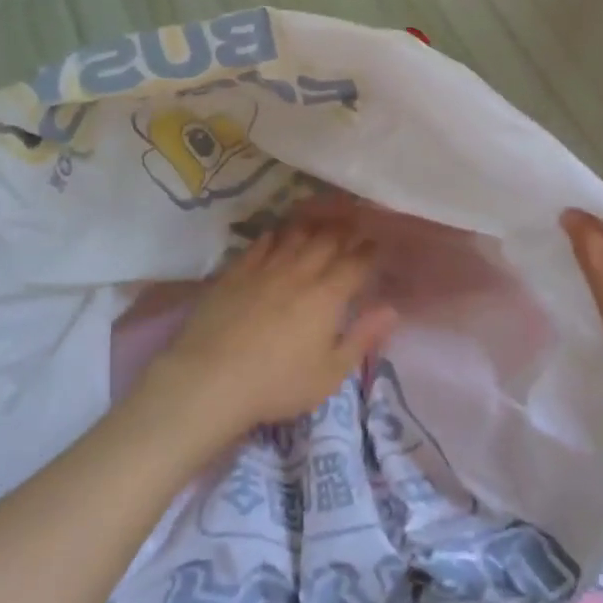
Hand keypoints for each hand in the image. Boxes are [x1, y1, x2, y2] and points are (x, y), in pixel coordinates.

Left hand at [149, 222, 398, 438]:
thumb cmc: (278, 384)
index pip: (355, 263)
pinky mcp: (235, 273)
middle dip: (344, 230)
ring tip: (321, 219)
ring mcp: (264, 269)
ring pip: (294, 236)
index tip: (375, 243)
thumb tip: (390, 309)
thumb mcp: (330, 373)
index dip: (368, 251)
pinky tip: (277, 234)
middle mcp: (299, 272)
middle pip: (327, 241)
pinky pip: (260, 245)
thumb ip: (362, 338)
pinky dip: (274, 236)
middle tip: (353, 223)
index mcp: (327, 296)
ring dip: (312, 225)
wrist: (211, 379)